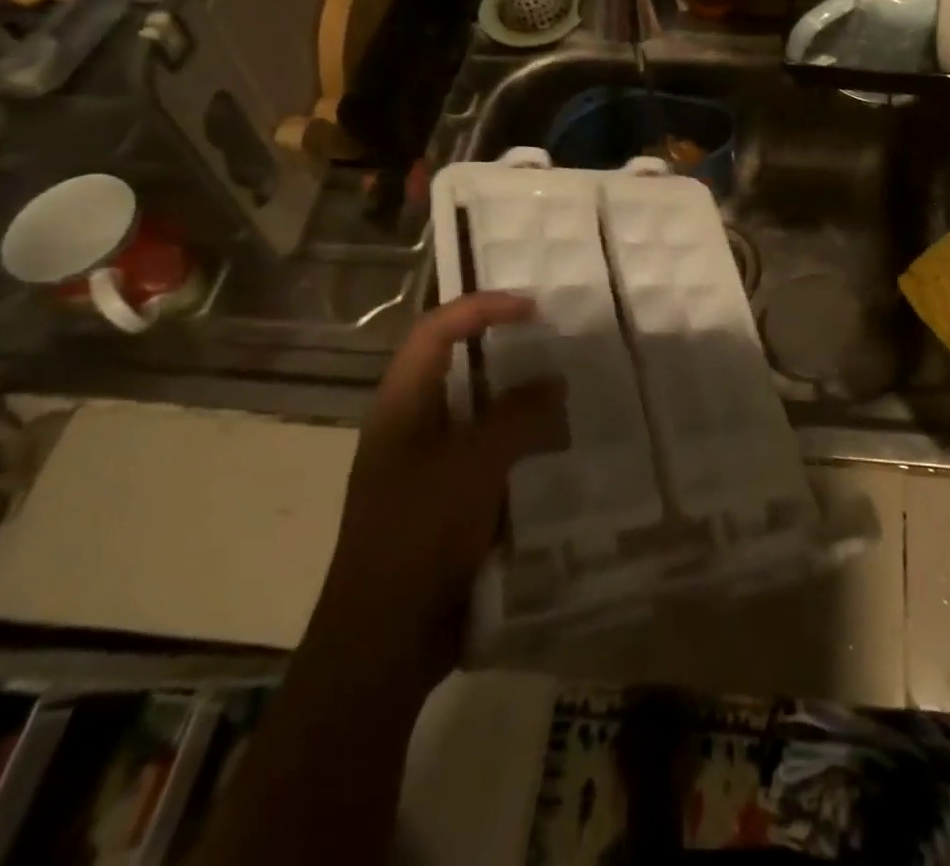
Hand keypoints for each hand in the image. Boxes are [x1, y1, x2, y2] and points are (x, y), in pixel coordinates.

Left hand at [311, 293, 566, 682]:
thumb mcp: (474, 465)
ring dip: (517, 399)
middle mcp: (410, 428)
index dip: (481, 308)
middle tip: (555, 346)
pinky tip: (555, 454)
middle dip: (504, 350)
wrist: (384, 641)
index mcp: (401, 407)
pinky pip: (487, 455)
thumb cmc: (420, 536)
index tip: (533, 309)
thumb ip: (518, 415)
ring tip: (565, 396)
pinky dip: (519, 444)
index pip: (436, 331)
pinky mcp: (445, 503)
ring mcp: (426, 467)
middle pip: (455, 366)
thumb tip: (554, 384)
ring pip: (476, 412)